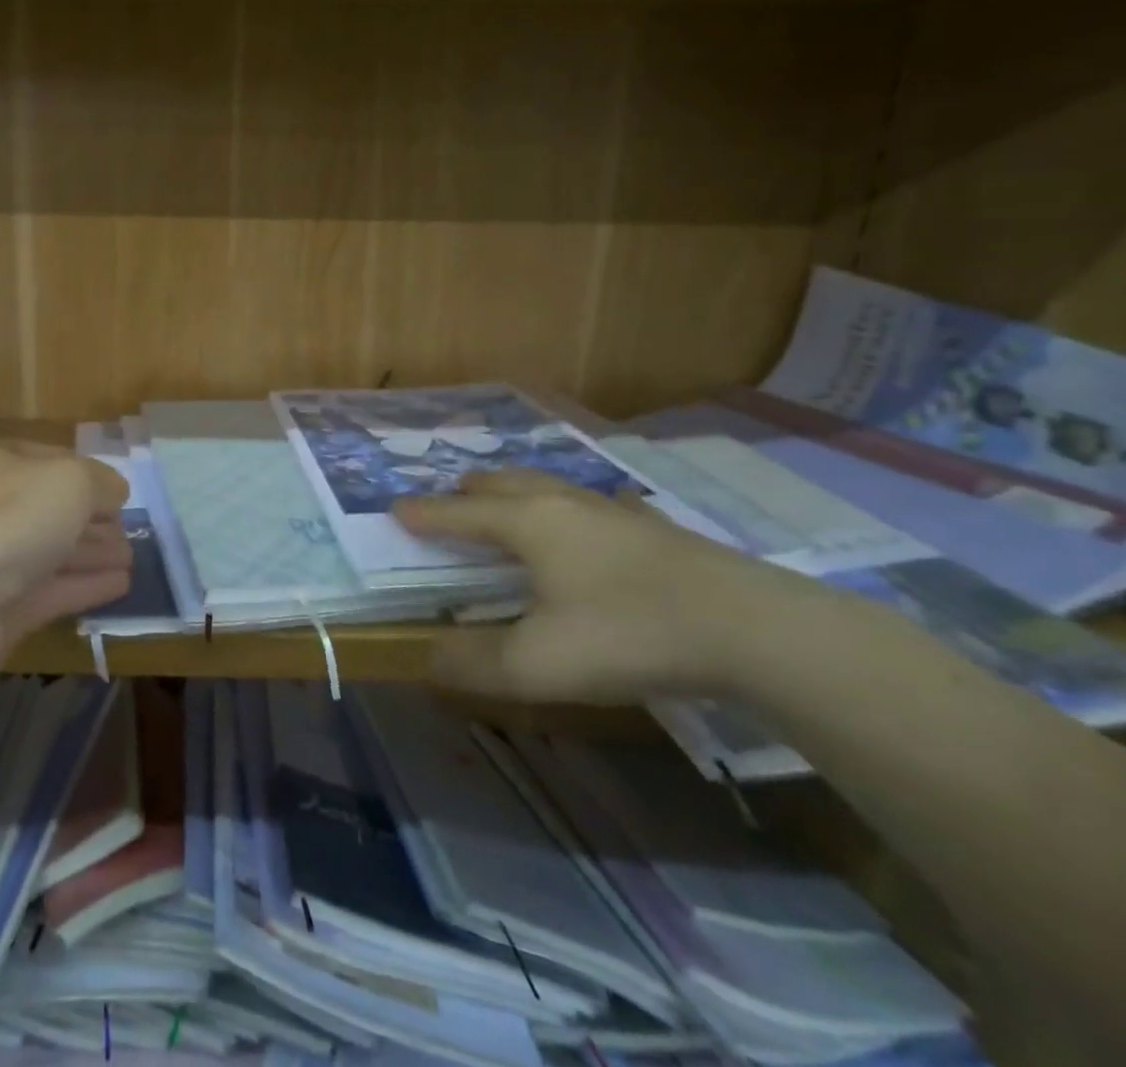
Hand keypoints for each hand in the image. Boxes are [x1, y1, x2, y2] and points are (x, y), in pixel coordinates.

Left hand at [0, 442, 131, 691]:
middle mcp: (0, 508)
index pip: (57, 463)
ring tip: (131, 559)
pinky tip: (119, 586)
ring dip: (94, 554)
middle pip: (55, 511)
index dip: (91, 477)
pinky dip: (86, 587)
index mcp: (7, 465)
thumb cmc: (7, 520)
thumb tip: (115, 493)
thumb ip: (101, 483)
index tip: (122, 495)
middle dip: (93, 520)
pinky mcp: (3, 611)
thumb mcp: (70, 482)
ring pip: (56, 553)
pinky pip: (55, 593)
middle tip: (129, 532)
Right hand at [394, 469, 802, 704]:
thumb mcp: (539, 664)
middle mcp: (564, 504)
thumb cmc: (628, 634)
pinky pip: (594, 504)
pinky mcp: (654, 528)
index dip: (425, 513)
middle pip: (503, 483)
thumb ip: (475, 663)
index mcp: (528, 523)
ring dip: (517, 491)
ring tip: (509, 505)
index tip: (396, 509)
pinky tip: (590, 525)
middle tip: (452, 501)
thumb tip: (429, 659)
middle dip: (469, 491)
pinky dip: (571, 508)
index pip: (460, 513)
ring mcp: (613, 511)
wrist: (751, 628)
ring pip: (549, 486)